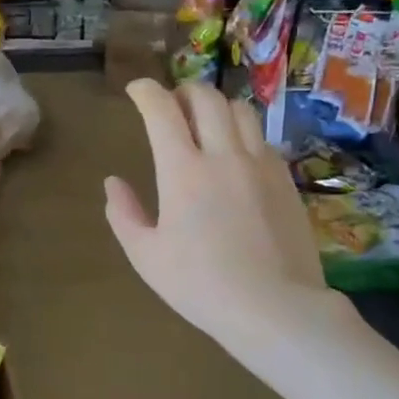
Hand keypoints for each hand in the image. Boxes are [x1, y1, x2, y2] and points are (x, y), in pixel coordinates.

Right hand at [105, 80, 332, 351]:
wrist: (275, 308)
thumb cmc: (200, 285)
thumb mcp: (146, 256)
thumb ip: (124, 214)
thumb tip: (112, 182)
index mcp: (183, 170)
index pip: (162, 110)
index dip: (145, 91)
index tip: (135, 91)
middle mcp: (224, 155)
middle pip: (206, 98)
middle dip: (183, 91)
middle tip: (170, 104)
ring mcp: (261, 164)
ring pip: (241, 111)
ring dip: (217, 107)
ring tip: (205, 122)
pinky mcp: (286, 180)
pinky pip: (262, 139)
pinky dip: (242, 133)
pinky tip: (235, 155)